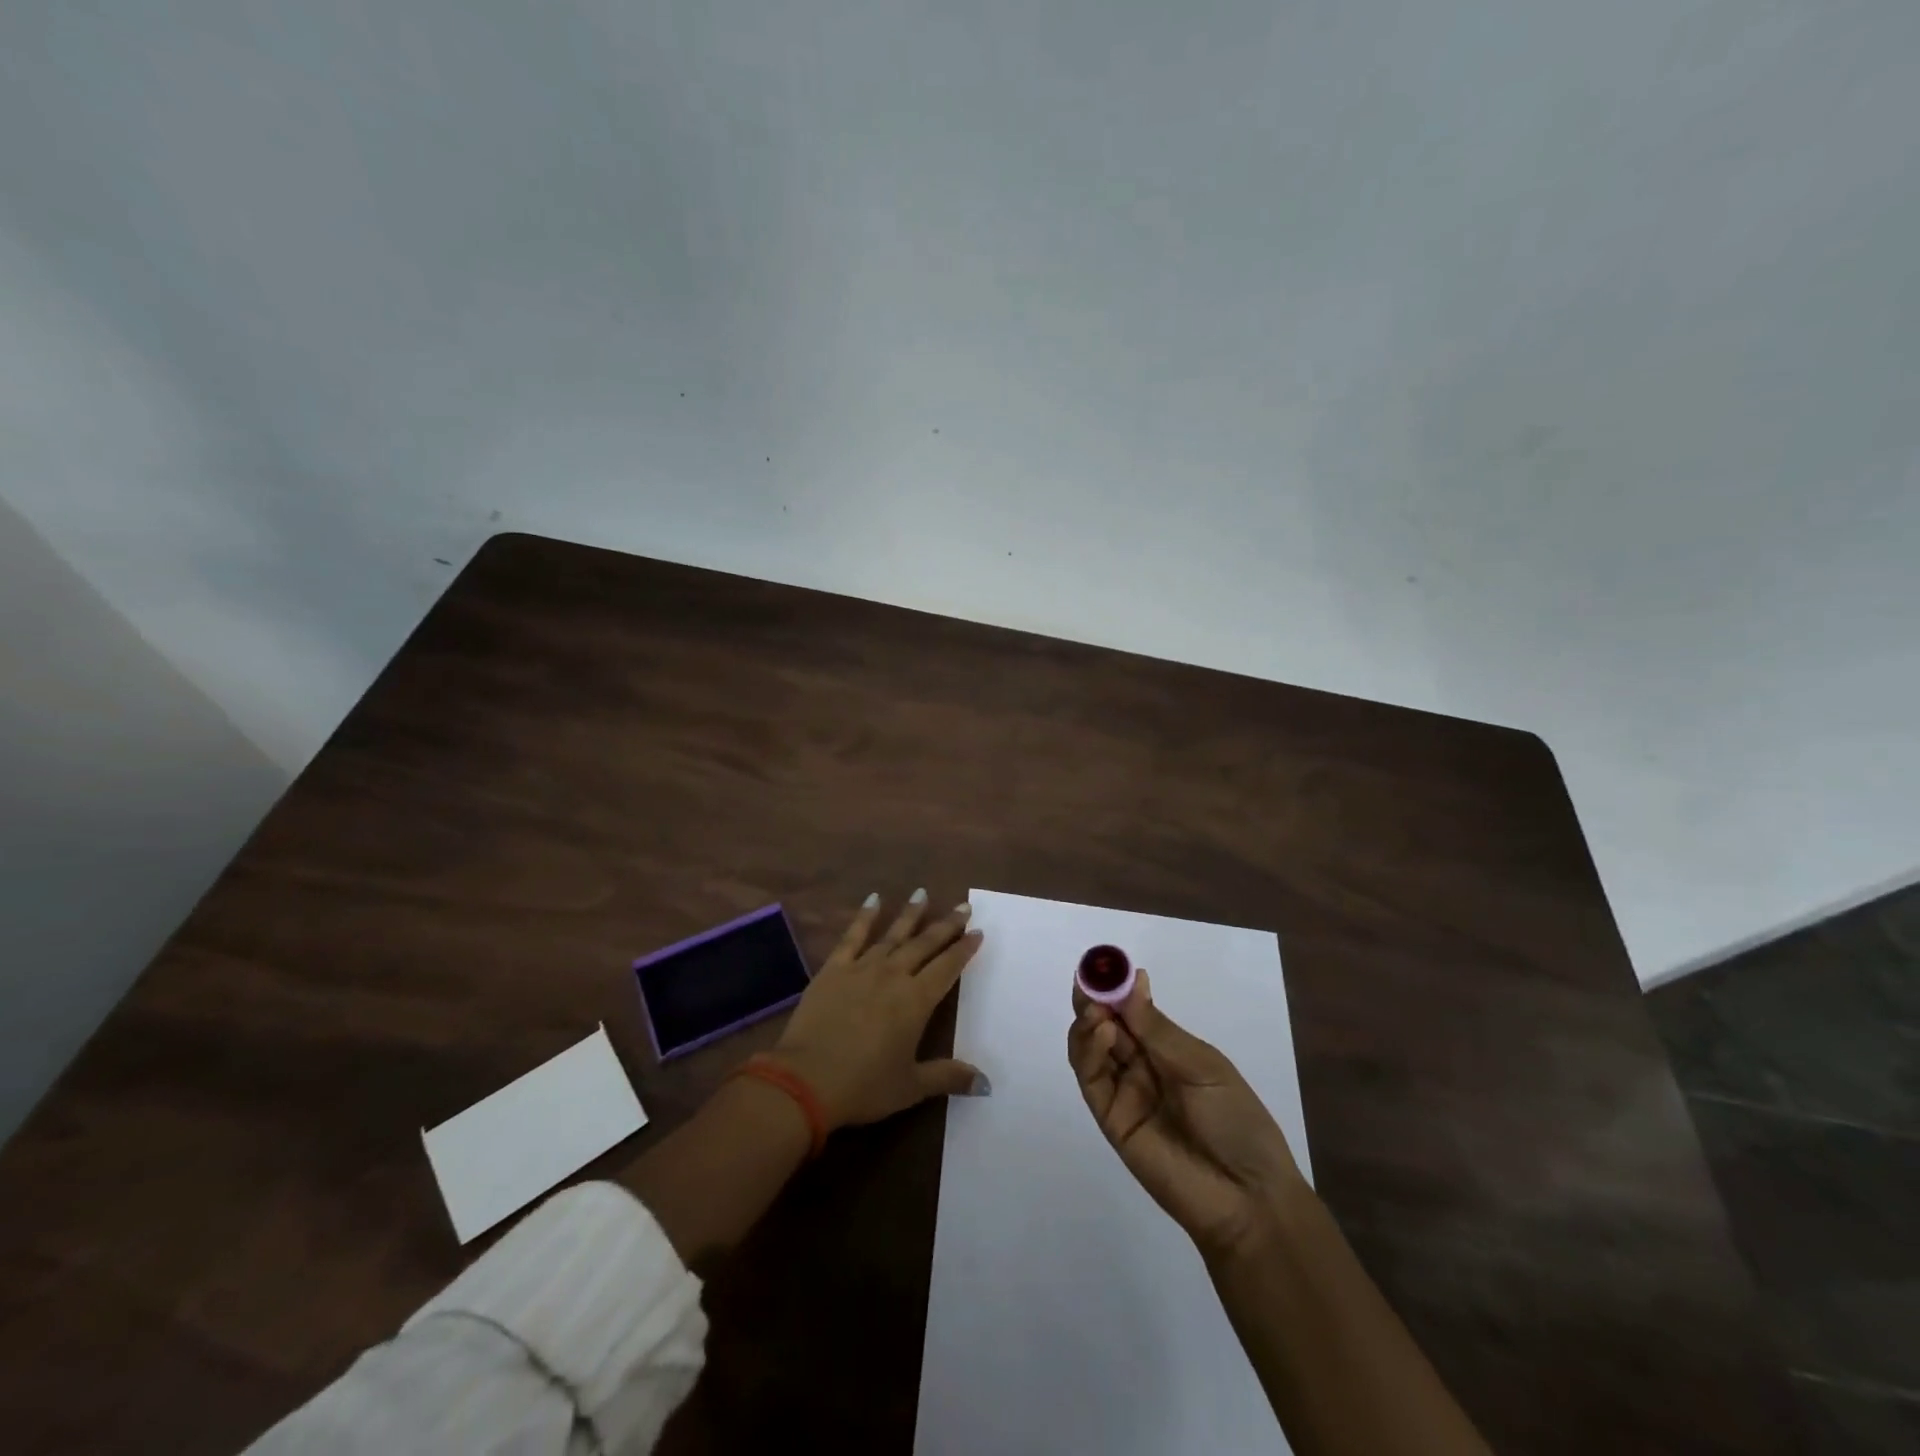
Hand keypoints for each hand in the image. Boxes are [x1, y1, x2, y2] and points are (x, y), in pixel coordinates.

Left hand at [774, 891, 985, 1129]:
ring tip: (923, 893)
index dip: (964, 949)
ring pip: (893, 935)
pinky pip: (852, 936)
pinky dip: (865, 916)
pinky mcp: (834, 969)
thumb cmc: (864, 1086)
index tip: (978, 931)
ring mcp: (862, 968)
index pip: (947, 967)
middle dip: (946, 925)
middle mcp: (894, 976)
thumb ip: (948, 1077)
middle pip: (925, 944)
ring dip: (910, 914)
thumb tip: (986, 1084)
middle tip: (963, 906)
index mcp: (916, 1001)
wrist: (806, 1080)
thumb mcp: (911, 1087)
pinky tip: (874, 899)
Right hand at [1069, 969, 1305, 1260]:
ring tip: (1096, 1009)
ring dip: (1087, 1022)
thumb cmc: (1237, 1122)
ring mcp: (1124, 1093)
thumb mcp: (1203, 1066)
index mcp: (1168, 1051)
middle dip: (1094, 999)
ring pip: (1090, 1049)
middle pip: (1105, 1026)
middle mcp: (1141, 1068)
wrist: (1247, 1198)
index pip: (1132, 1012)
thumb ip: (1158, 1029)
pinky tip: (1102, 1031)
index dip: (1116, 988)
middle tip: (1088, 979)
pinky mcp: (1111, 1119)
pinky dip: (1089, 1051)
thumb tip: (1132, 980)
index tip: (1104, 964)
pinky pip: (1091, 1079)